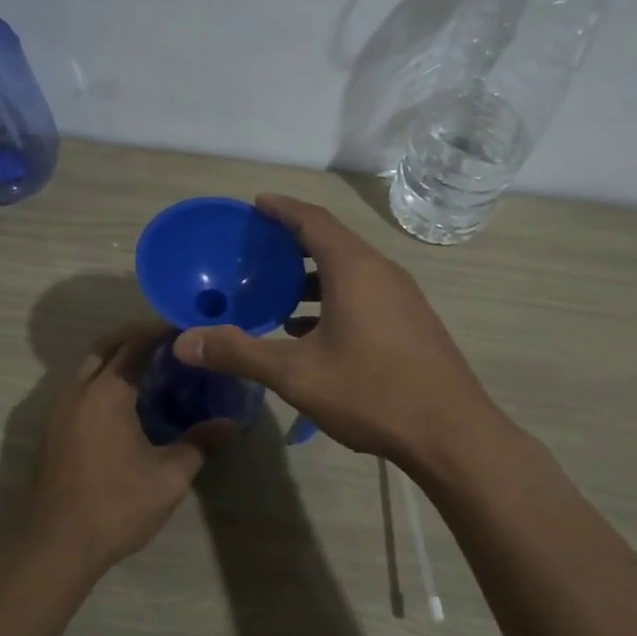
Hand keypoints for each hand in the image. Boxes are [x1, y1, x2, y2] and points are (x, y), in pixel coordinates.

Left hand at [22, 322, 226, 575]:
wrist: (54, 547)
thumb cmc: (115, 506)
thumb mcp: (169, 477)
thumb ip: (201, 443)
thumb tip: (233, 423)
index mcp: (106, 393)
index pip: (135, 344)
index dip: (161, 331)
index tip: (187, 329)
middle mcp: (78, 391)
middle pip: (106, 346)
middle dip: (135, 337)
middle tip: (170, 343)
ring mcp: (59, 411)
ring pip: (88, 367)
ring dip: (116, 358)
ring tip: (152, 369)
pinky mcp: (52, 431)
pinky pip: (80, 388)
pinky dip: (102, 380)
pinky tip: (126, 403)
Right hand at [172, 193, 498, 472]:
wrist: (451, 433)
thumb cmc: (372, 392)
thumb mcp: (297, 374)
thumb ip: (240, 353)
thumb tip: (185, 342)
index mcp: (354, 269)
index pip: (313, 220)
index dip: (282, 208)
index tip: (256, 203)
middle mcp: (382, 272)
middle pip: (332, 241)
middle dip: (293, 241)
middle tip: (257, 248)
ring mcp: (402, 297)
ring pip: (350, 271)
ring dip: (313, 275)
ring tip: (277, 291)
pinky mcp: (411, 322)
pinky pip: (365, 293)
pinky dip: (333, 298)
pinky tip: (310, 330)